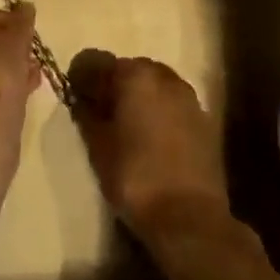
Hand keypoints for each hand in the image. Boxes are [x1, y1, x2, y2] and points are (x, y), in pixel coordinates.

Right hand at [67, 50, 228, 242]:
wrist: (190, 218)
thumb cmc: (135, 178)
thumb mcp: (98, 147)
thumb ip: (86, 114)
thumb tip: (81, 99)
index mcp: (134, 75)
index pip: (95, 61)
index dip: (80, 78)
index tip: (74, 99)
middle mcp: (163, 76)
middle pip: (128, 69)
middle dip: (112, 85)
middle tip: (100, 113)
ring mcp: (188, 96)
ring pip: (153, 85)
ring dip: (138, 97)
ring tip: (127, 127)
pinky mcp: (205, 120)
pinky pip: (172, 104)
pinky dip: (159, 112)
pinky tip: (152, 139)